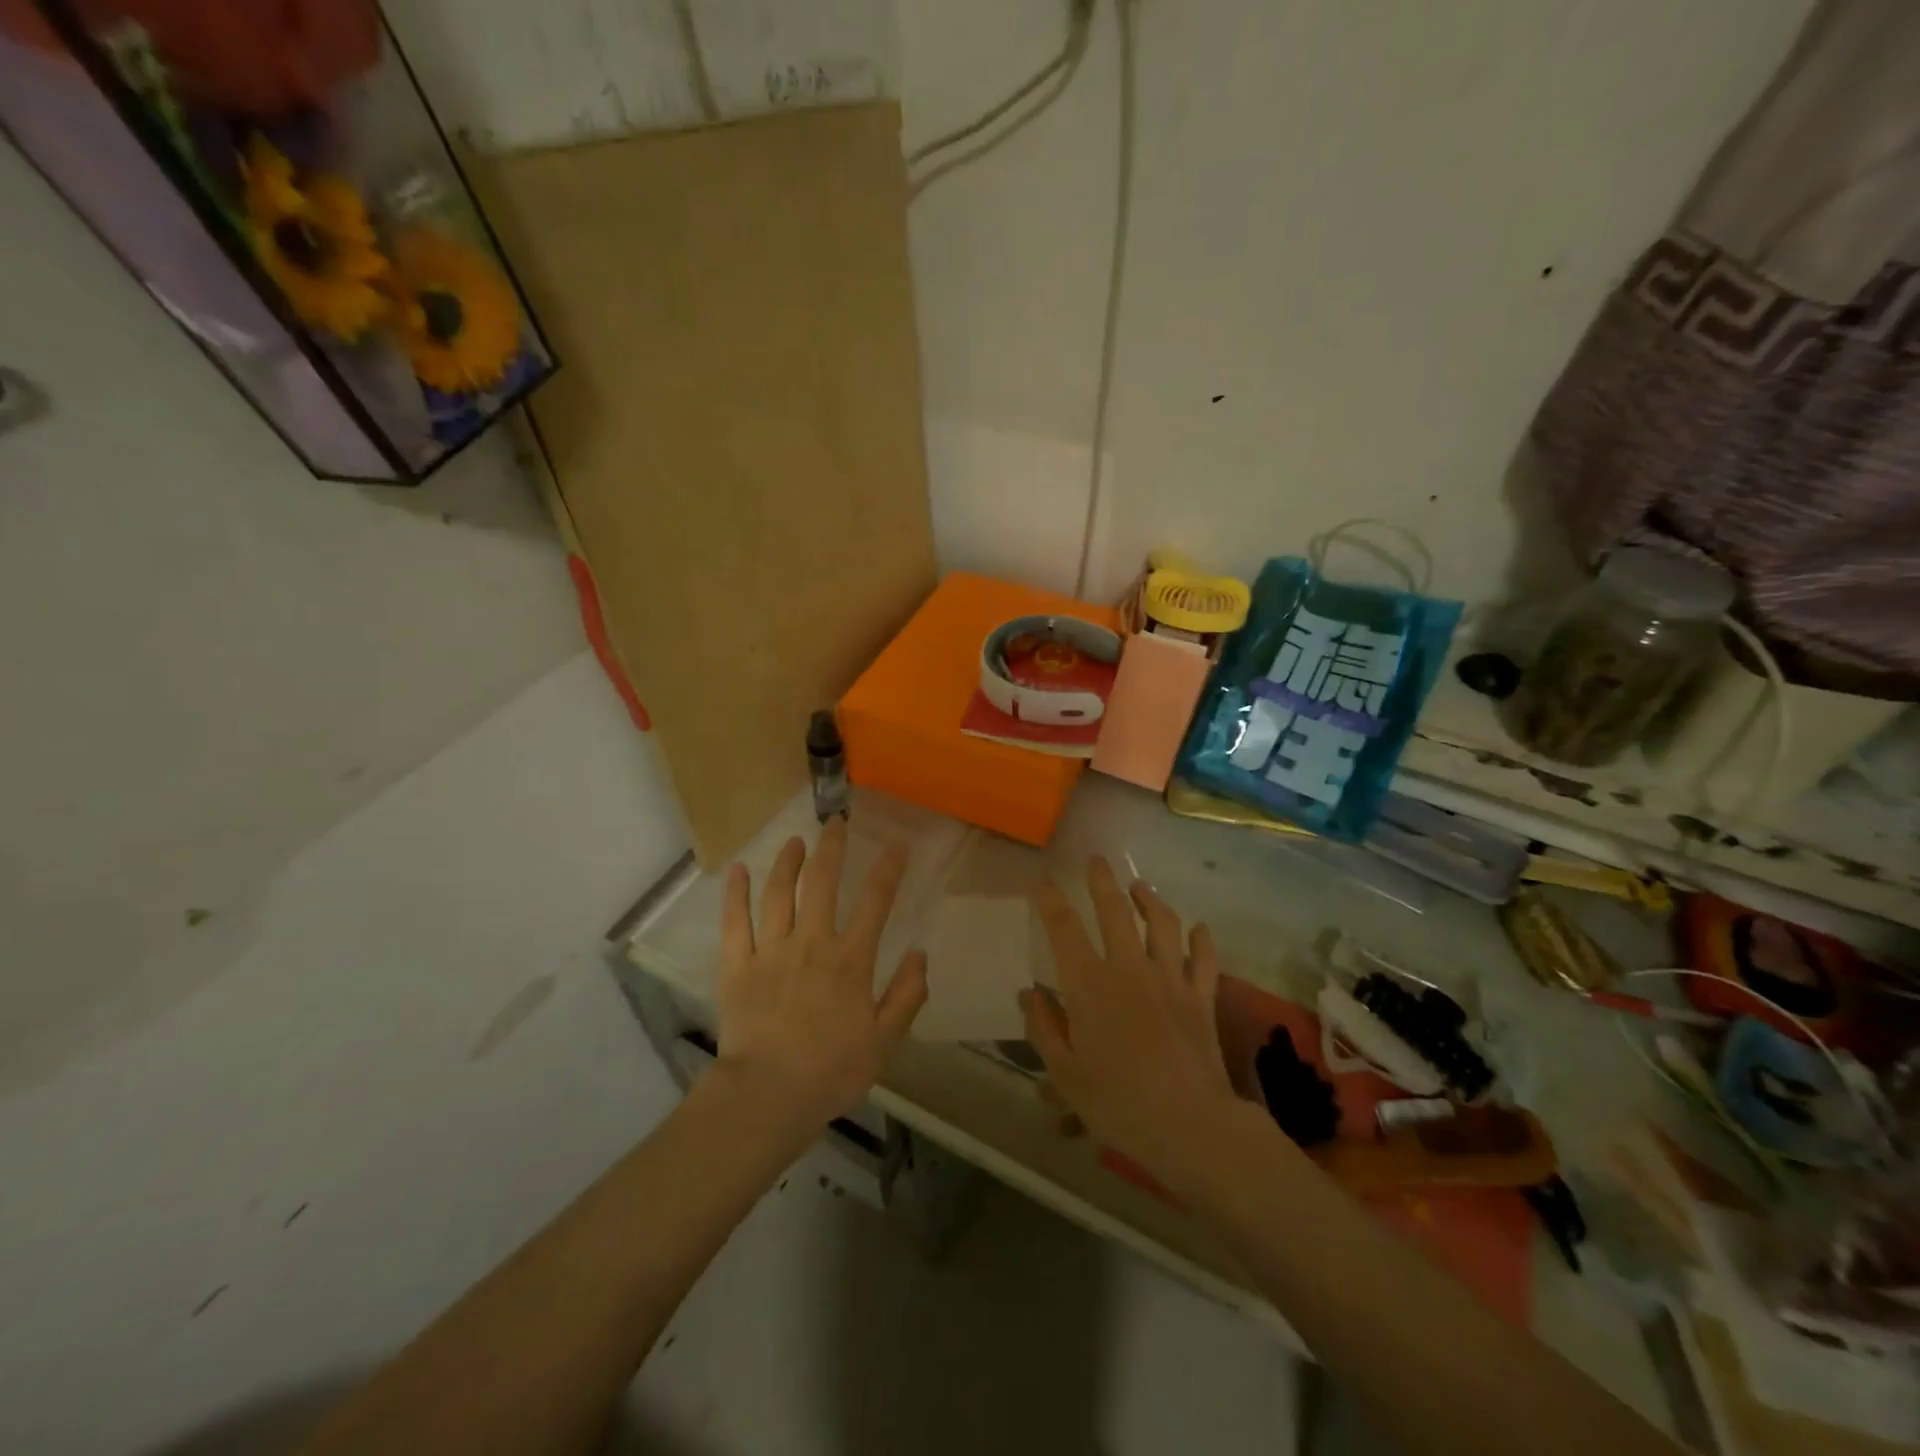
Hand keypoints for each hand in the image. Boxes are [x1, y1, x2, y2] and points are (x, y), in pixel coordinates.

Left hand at [716, 819, 927, 1131]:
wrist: (768, 1096)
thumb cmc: (831, 1071)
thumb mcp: (884, 1040)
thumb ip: (906, 995)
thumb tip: (920, 953)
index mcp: (850, 959)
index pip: (875, 902)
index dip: (888, 869)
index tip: (898, 845)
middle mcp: (811, 942)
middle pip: (822, 882)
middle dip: (832, 847)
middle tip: (836, 822)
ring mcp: (770, 951)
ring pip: (778, 893)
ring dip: (787, 862)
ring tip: (795, 841)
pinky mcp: (737, 966)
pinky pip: (735, 922)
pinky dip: (735, 893)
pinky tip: (738, 870)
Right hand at [1022, 858, 1244, 1196]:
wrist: (1189, 1125)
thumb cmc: (1117, 1102)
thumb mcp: (1065, 1073)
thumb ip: (1043, 1028)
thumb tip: (1027, 993)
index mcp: (1089, 985)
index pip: (1064, 929)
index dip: (1051, 900)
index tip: (1043, 880)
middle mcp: (1129, 969)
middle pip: (1115, 911)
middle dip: (1102, 881)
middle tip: (1096, 860)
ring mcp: (1169, 979)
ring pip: (1162, 923)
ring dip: (1149, 899)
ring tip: (1140, 886)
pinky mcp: (1201, 996)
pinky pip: (1203, 958)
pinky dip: (1200, 939)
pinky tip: (1197, 928)